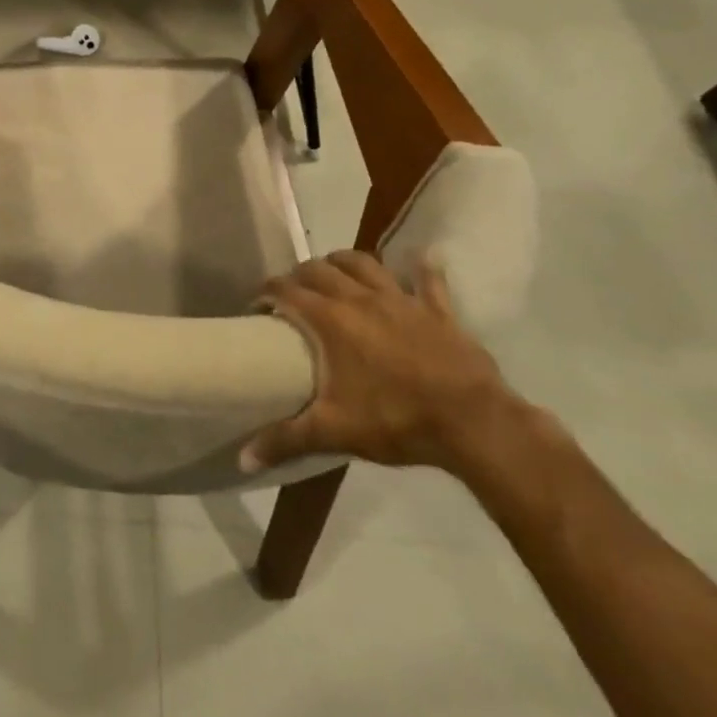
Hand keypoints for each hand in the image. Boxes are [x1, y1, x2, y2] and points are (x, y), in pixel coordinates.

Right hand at [242, 250, 522, 474]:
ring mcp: (401, 300)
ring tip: (335, 272)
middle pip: (319, 269)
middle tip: (292, 293)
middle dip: (299, 274)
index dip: (266, 292)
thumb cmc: (396, 420)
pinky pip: (429, 281)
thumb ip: (285, 439)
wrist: (473, 423)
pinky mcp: (437, 310)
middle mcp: (359, 298)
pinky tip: (422, 257)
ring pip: (364, 263)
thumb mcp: (333, 431)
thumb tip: (243, 459)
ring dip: (343, 262)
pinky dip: (423, 268)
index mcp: (330, 319)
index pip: (285, 290)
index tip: (257, 306)